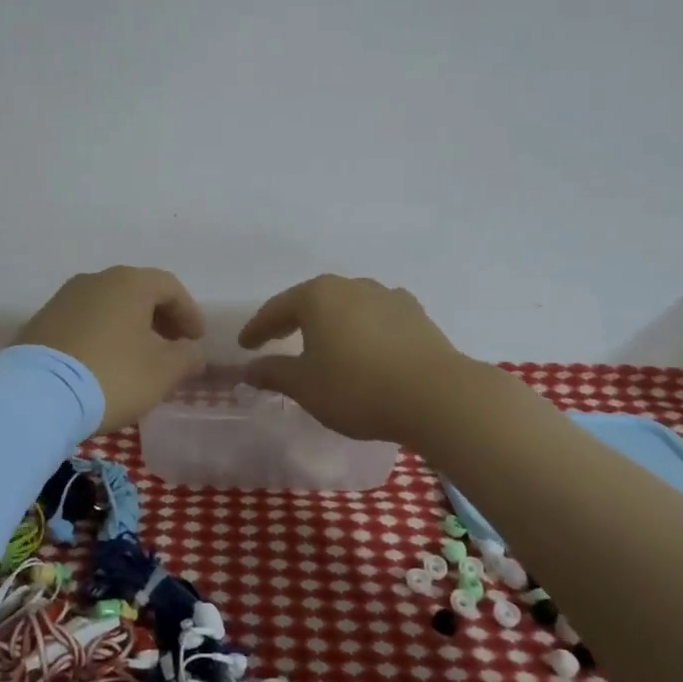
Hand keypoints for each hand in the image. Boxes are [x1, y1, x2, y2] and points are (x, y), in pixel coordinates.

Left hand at [16, 266, 207, 430]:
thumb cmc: (112, 375)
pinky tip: (104, 364)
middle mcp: (95, 280)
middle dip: (159, 320)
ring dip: (129, 328)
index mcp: (129, 283)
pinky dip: (102, 337)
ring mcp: (63, 299)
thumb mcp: (163, 371)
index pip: (170, 287)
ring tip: (138, 359)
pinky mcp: (41, 322)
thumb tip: (192, 350)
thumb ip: (187, 356)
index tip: (196, 340)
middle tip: (172, 348)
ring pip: (108, 307)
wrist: (36, 395)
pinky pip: (83, 323)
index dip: (189, 313)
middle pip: (137, 293)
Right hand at [238, 275, 470, 442]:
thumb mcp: (305, 386)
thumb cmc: (358, 388)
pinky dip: (363, 329)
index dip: (257, 328)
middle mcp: (351, 286)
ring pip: (347, 306)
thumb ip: (273, 373)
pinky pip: (377, 317)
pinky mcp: (416, 314)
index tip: (245, 345)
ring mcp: (387, 296)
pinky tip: (366, 344)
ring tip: (323, 344)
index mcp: (317, 296)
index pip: (276, 309)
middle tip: (276, 339)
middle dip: (292, 320)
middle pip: (311, 301)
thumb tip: (249, 369)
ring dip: (330, 323)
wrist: (437, 396)